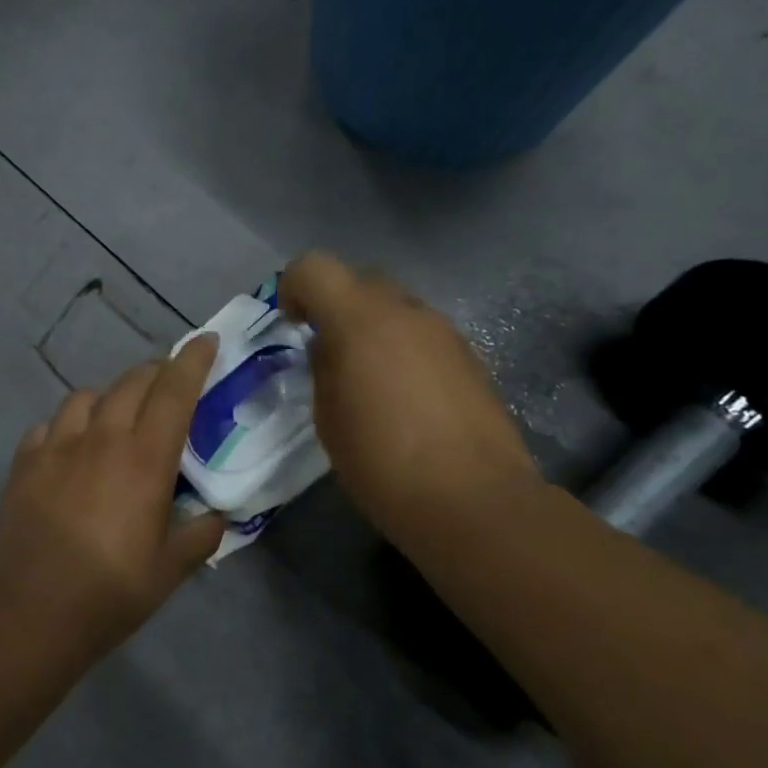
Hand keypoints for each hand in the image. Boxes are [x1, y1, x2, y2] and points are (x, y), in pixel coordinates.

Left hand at [0, 335, 225, 656]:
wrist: (34, 609)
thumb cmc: (113, 589)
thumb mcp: (172, 567)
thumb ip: (200, 533)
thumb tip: (214, 515)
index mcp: (145, 457)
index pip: (174, 390)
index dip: (193, 360)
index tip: (206, 340)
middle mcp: (103, 437)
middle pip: (132, 382)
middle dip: (156, 372)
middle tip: (168, 384)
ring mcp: (58, 445)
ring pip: (86, 396)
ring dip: (109, 397)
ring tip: (115, 417)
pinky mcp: (26, 461)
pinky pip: (49, 425)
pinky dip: (66, 427)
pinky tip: (68, 448)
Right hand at [279, 251, 540, 549]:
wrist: (473, 501)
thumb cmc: (382, 462)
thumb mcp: (329, 418)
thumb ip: (323, 368)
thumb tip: (329, 347)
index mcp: (360, 320)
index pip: (315, 267)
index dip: (295, 287)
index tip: (293, 324)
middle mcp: (405, 312)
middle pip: (360, 281)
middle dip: (337, 306)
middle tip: (328, 352)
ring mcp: (444, 332)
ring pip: (396, 308)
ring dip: (374, 329)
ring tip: (369, 381)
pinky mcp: (471, 358)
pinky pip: (423, 336)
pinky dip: (404, 350)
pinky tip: (406, 398)